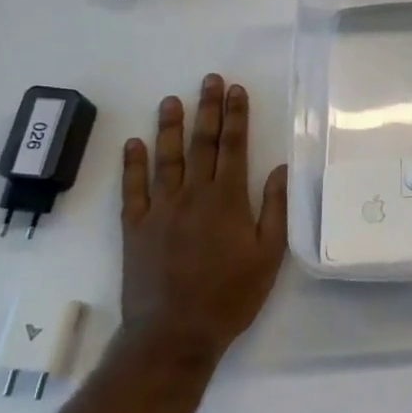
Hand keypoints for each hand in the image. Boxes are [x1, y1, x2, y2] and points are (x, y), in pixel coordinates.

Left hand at [119, 74, 288, 368]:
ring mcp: (160, 209)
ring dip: (169, 127)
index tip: (237, 90)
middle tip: (209, 80)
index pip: (235, 147)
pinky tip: (134, 144)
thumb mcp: (269, 255)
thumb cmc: (231, 295)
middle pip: (202, 143)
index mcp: (228, 200)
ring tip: (171, 100)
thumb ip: (273, 209)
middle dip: (208, 109)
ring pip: (166, 158)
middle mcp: (193, 195)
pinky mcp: (135, 227)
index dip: (236, 116)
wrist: (175, 332)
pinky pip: (133, 188)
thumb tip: (279, 168)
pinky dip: (133, 164)